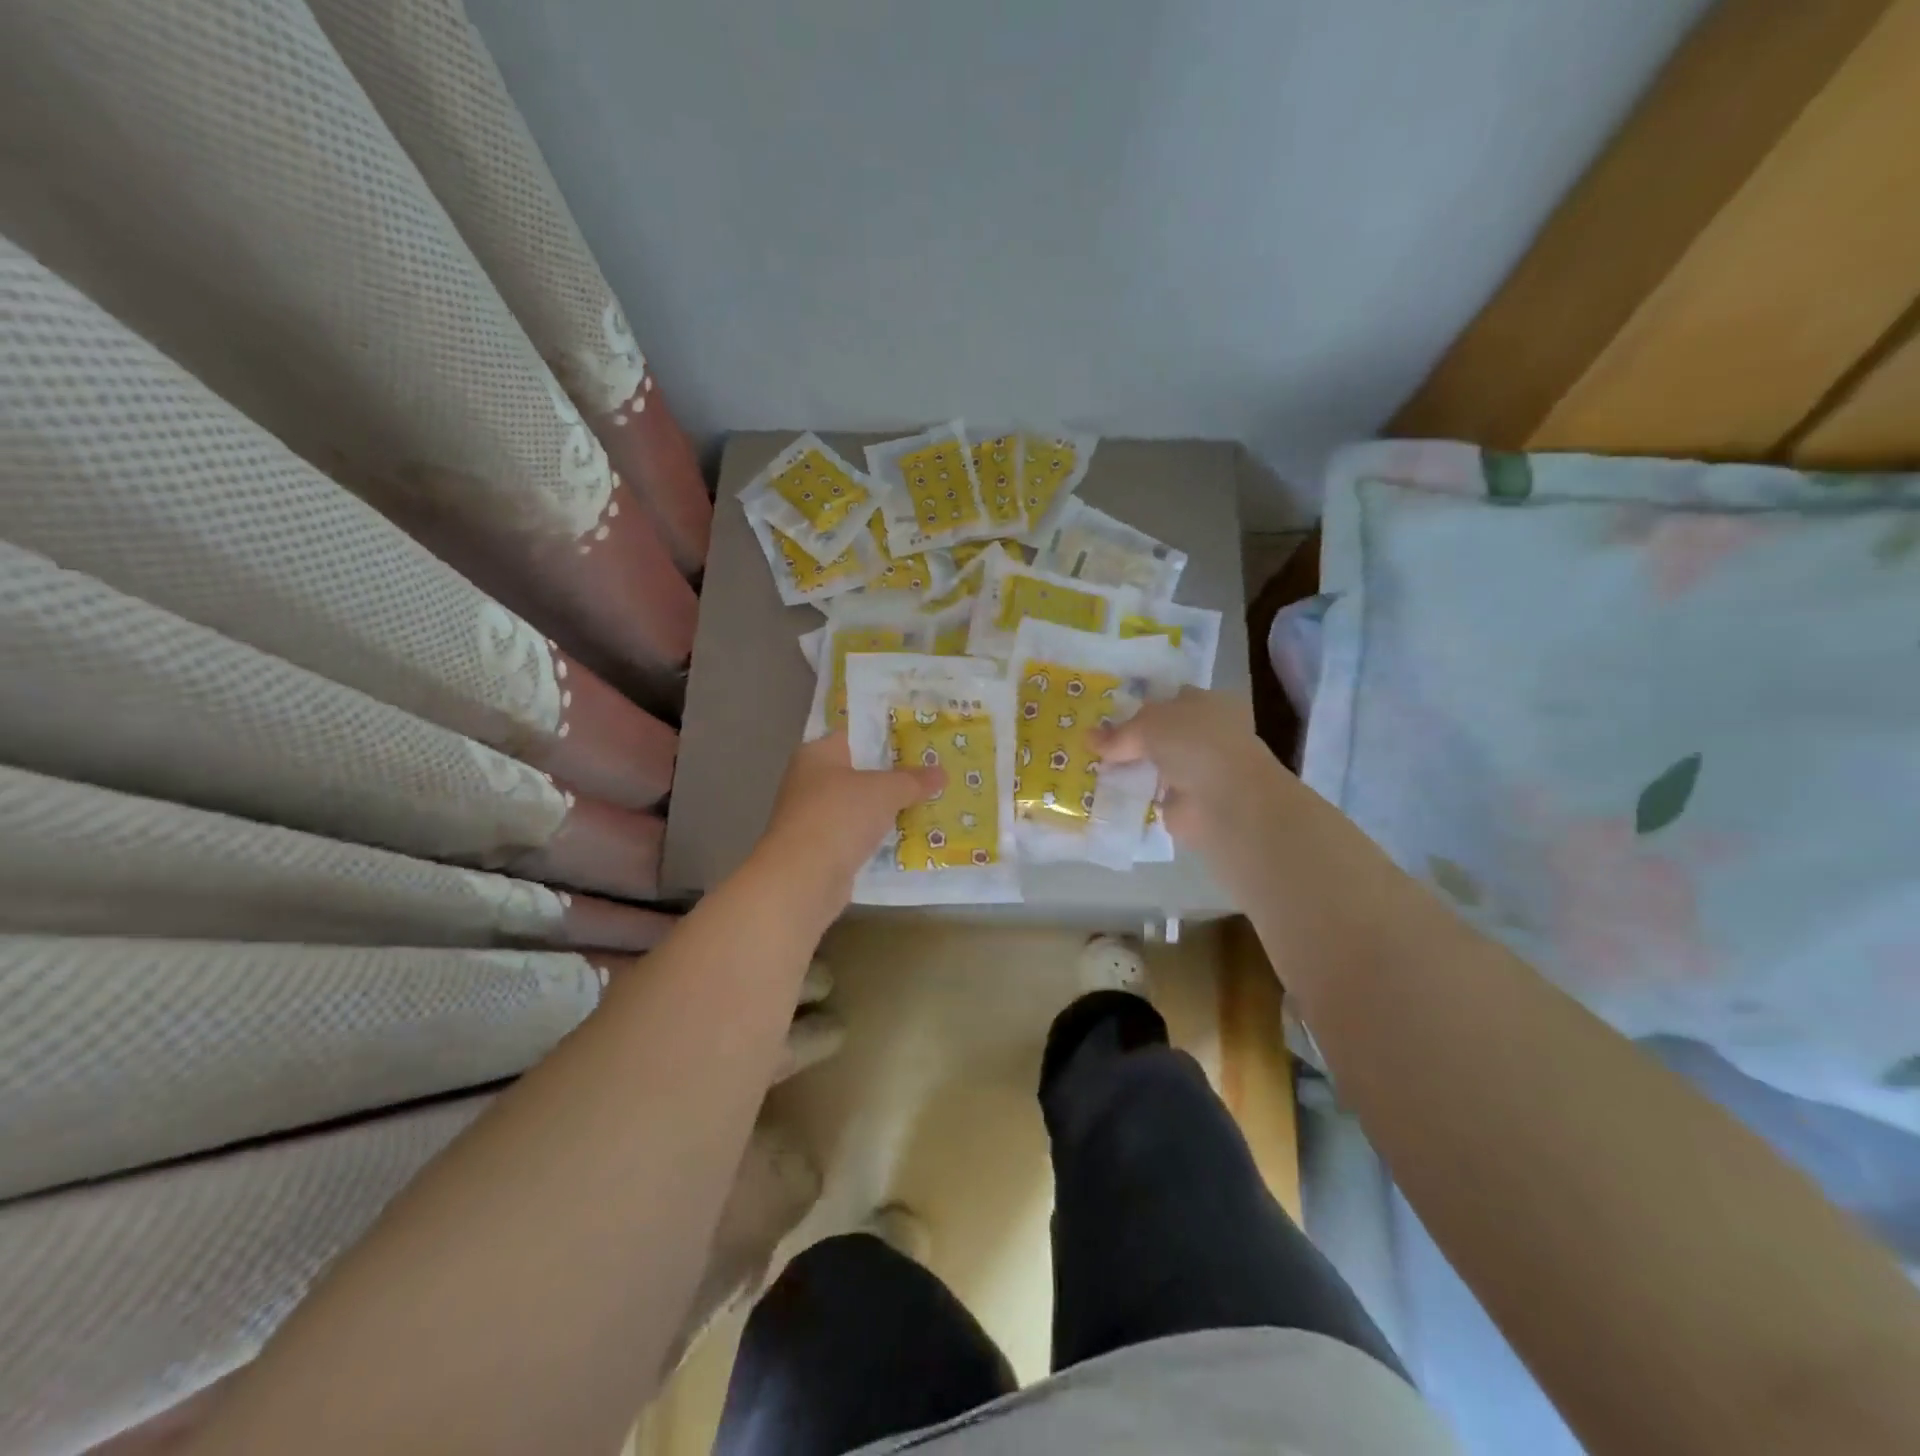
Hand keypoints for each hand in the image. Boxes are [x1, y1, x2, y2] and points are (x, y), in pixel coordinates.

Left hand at [754, 732, 943, 898]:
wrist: (803, 878)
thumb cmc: (840, 816)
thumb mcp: (885, 791)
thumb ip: (913, 780)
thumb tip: (941, 772)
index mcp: (817, 754)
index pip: (856, 736)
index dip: (889, 738)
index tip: (922, 744)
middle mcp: (810, 781)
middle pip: (860, 773)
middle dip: (894, 778)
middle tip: (933, 777)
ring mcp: (814, 818)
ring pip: (860, 808)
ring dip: (888, 812)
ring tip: (930, 808)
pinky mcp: (821, 850)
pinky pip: (858, 837)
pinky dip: (878, 839)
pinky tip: (909, 840)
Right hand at [1095, 688, 1295, 857]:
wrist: (1225, 800)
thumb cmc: (1195, 744)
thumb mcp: (1149, 725)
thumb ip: (1120, 733)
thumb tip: (1088, 738)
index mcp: (1207, 704)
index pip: (1171, 699)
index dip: (1142, 705)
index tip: (1108, 712)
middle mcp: (1206, 734)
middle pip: (1162, 732)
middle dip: (1133, 738)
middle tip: (1094, 740)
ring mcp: (1198, 770)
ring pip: (1157, 762)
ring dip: (1133, 766)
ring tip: (1092, 765)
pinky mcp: (1187, 801)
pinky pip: (1153, 792)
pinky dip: (1135, 793)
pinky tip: (1107, 791)